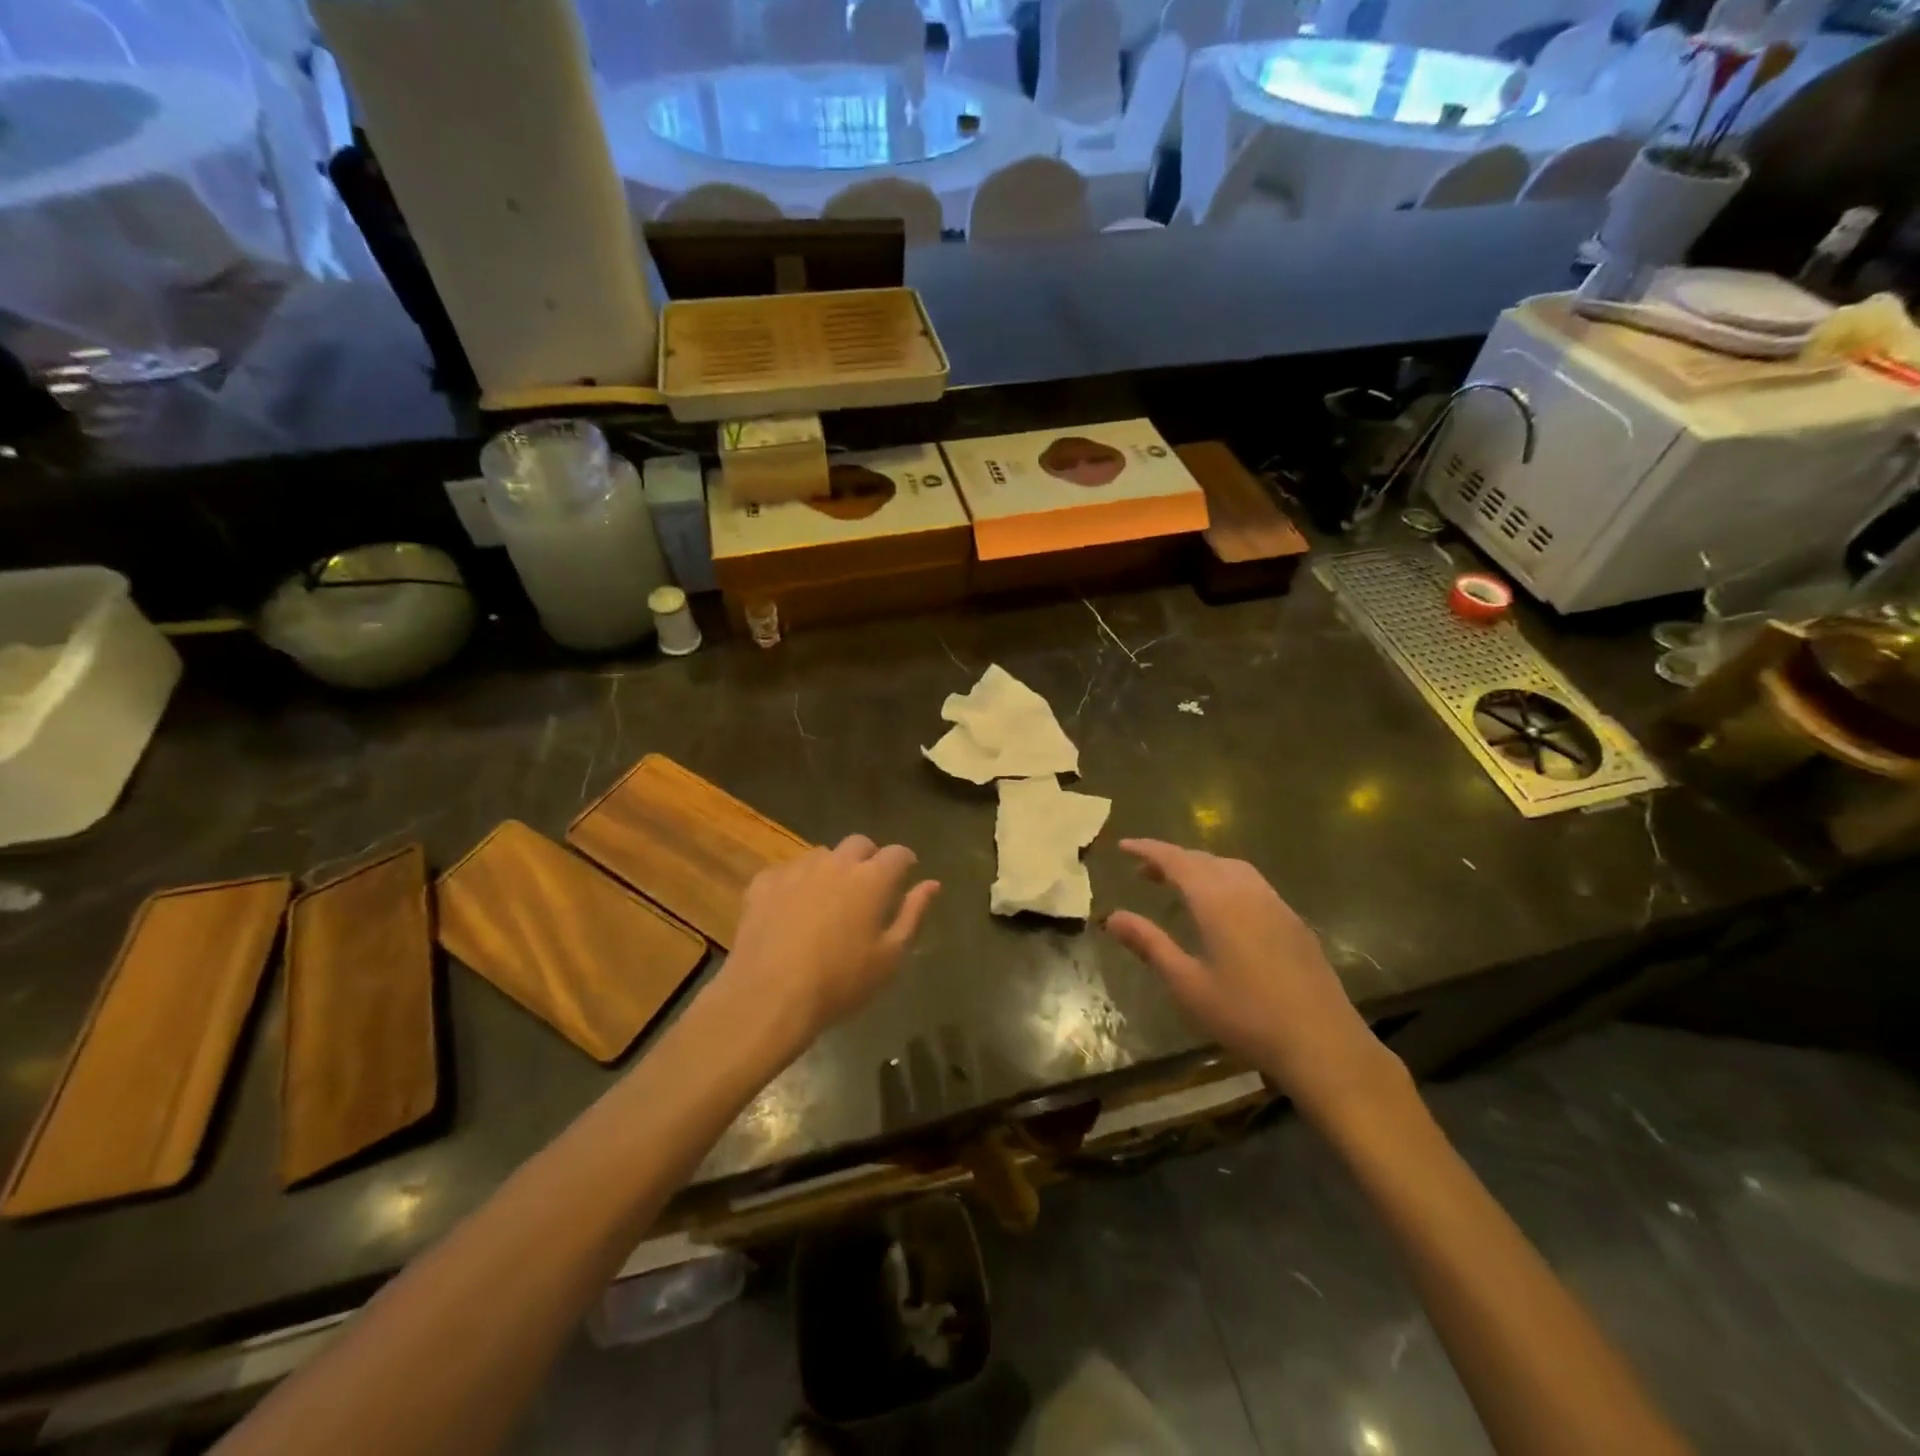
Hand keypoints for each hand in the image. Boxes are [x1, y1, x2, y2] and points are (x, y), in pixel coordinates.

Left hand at [715, 835, 939, 1060]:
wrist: (769, 997)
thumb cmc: (840, 982)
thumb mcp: (889, 957)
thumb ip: (912, 914)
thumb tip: (931, 884)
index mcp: (871, 879)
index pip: (898, 853)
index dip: (905, 862)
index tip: (905, 877)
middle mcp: (836, 863)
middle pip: (859, 843)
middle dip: (869, 857)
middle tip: (868, 887)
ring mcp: (797, 870)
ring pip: (822, 855)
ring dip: (832, 869)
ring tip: (829, 898)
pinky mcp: (764, 883)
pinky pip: (787, 872)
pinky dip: (796, 883)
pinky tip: (791, 909)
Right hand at [1105, 839, 1403, 1121]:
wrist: (1323, 1044)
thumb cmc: (1246, 1016)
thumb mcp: (1188, 984)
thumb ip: (1150, 945)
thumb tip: (1112, 917)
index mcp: (1218, 902)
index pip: (1176, 861)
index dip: (1148, 850)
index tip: (1124, 846)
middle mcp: (1247, 892)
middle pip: (1204, 860)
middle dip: (1171, 859)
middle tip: (1144, 872)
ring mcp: (1276, 904)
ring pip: (1231, 868)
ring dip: (1201, 867)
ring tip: (1180, 885)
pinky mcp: (1294, 922)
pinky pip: (1252, 883)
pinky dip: (1225, 879)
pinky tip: (1222, 907)